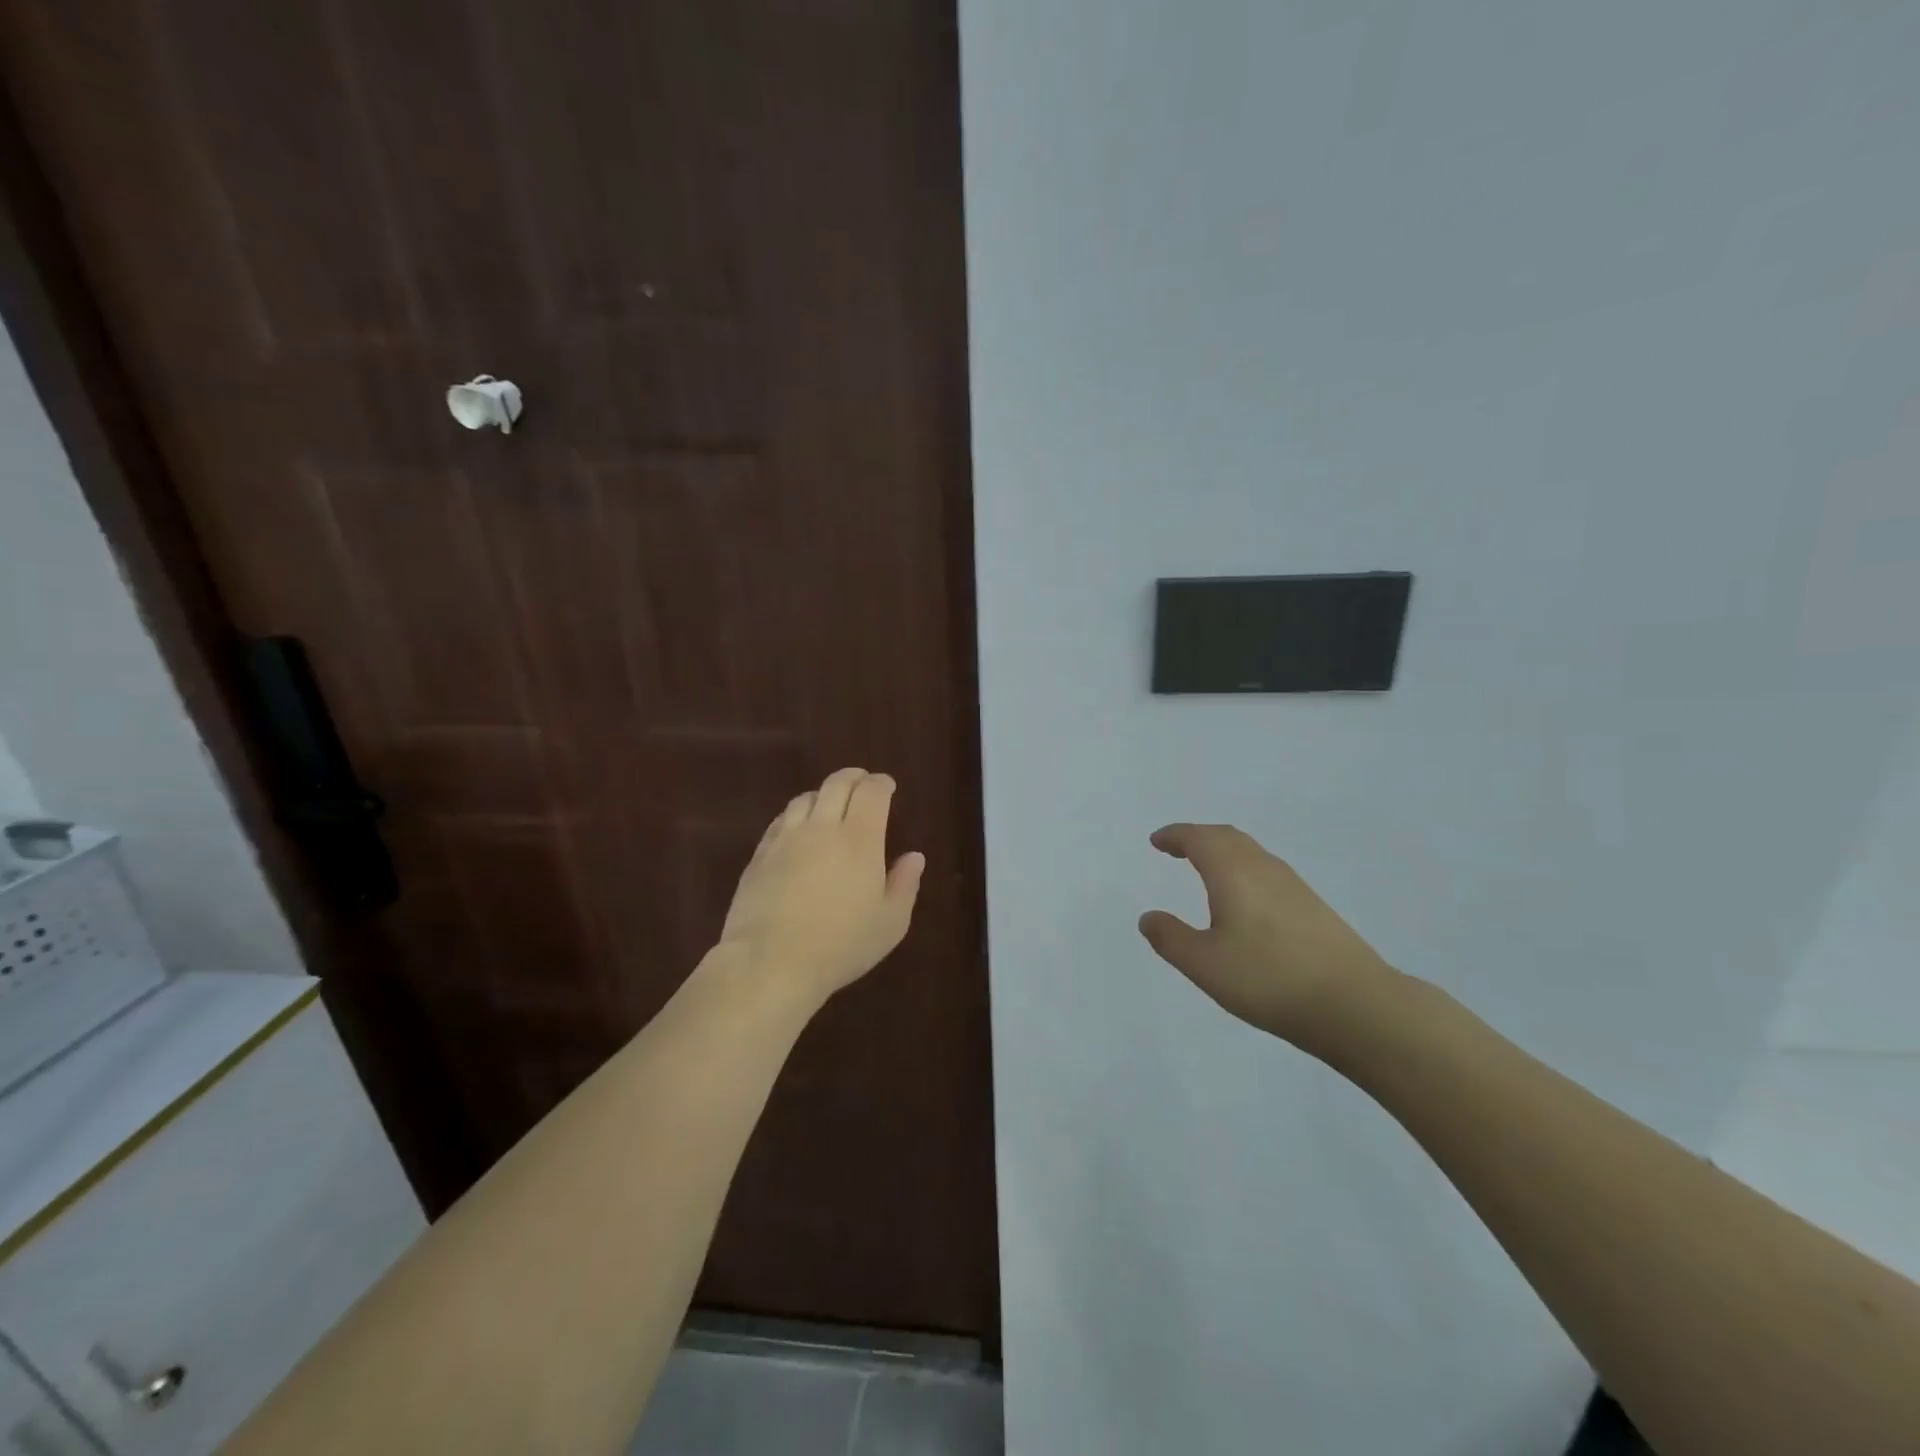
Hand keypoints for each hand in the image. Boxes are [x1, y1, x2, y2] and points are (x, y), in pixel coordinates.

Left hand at [717, 768, 925, 1004]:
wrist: (771, 961)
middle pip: (837, 784)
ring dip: (823, 794)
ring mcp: (786, 838)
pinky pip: (780, 820)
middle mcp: (822, 828)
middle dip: (854, 778)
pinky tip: (798, 829)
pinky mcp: (760, 855)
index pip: (872, 792)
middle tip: (863, 783)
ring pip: (806, 798)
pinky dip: (796, 815)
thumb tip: (914, 857)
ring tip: (830, 805)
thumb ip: (905, 885)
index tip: (888, 786)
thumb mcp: (889, 923)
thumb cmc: (841, 945)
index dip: (882, 784)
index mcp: (860, 839)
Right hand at [1139, 823, 1395, 1050]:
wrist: (1355, 1004)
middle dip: (1198, 838)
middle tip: (1177, 848)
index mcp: (1233, 872)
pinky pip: (1267, 871)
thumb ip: (1171, 938)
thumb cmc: (1268, 978)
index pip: (1199, 838)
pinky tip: (1244, 900)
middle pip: (1227, 837)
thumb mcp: (1204, 964)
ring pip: (1251, 853)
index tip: (1156, 841)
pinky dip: (1243, 870)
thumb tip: (1148, 917)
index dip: (1175, 836)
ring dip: (1223, 852)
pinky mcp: (1313, 907)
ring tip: (1205, 869)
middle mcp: (1263, 868)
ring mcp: (1293, 886)